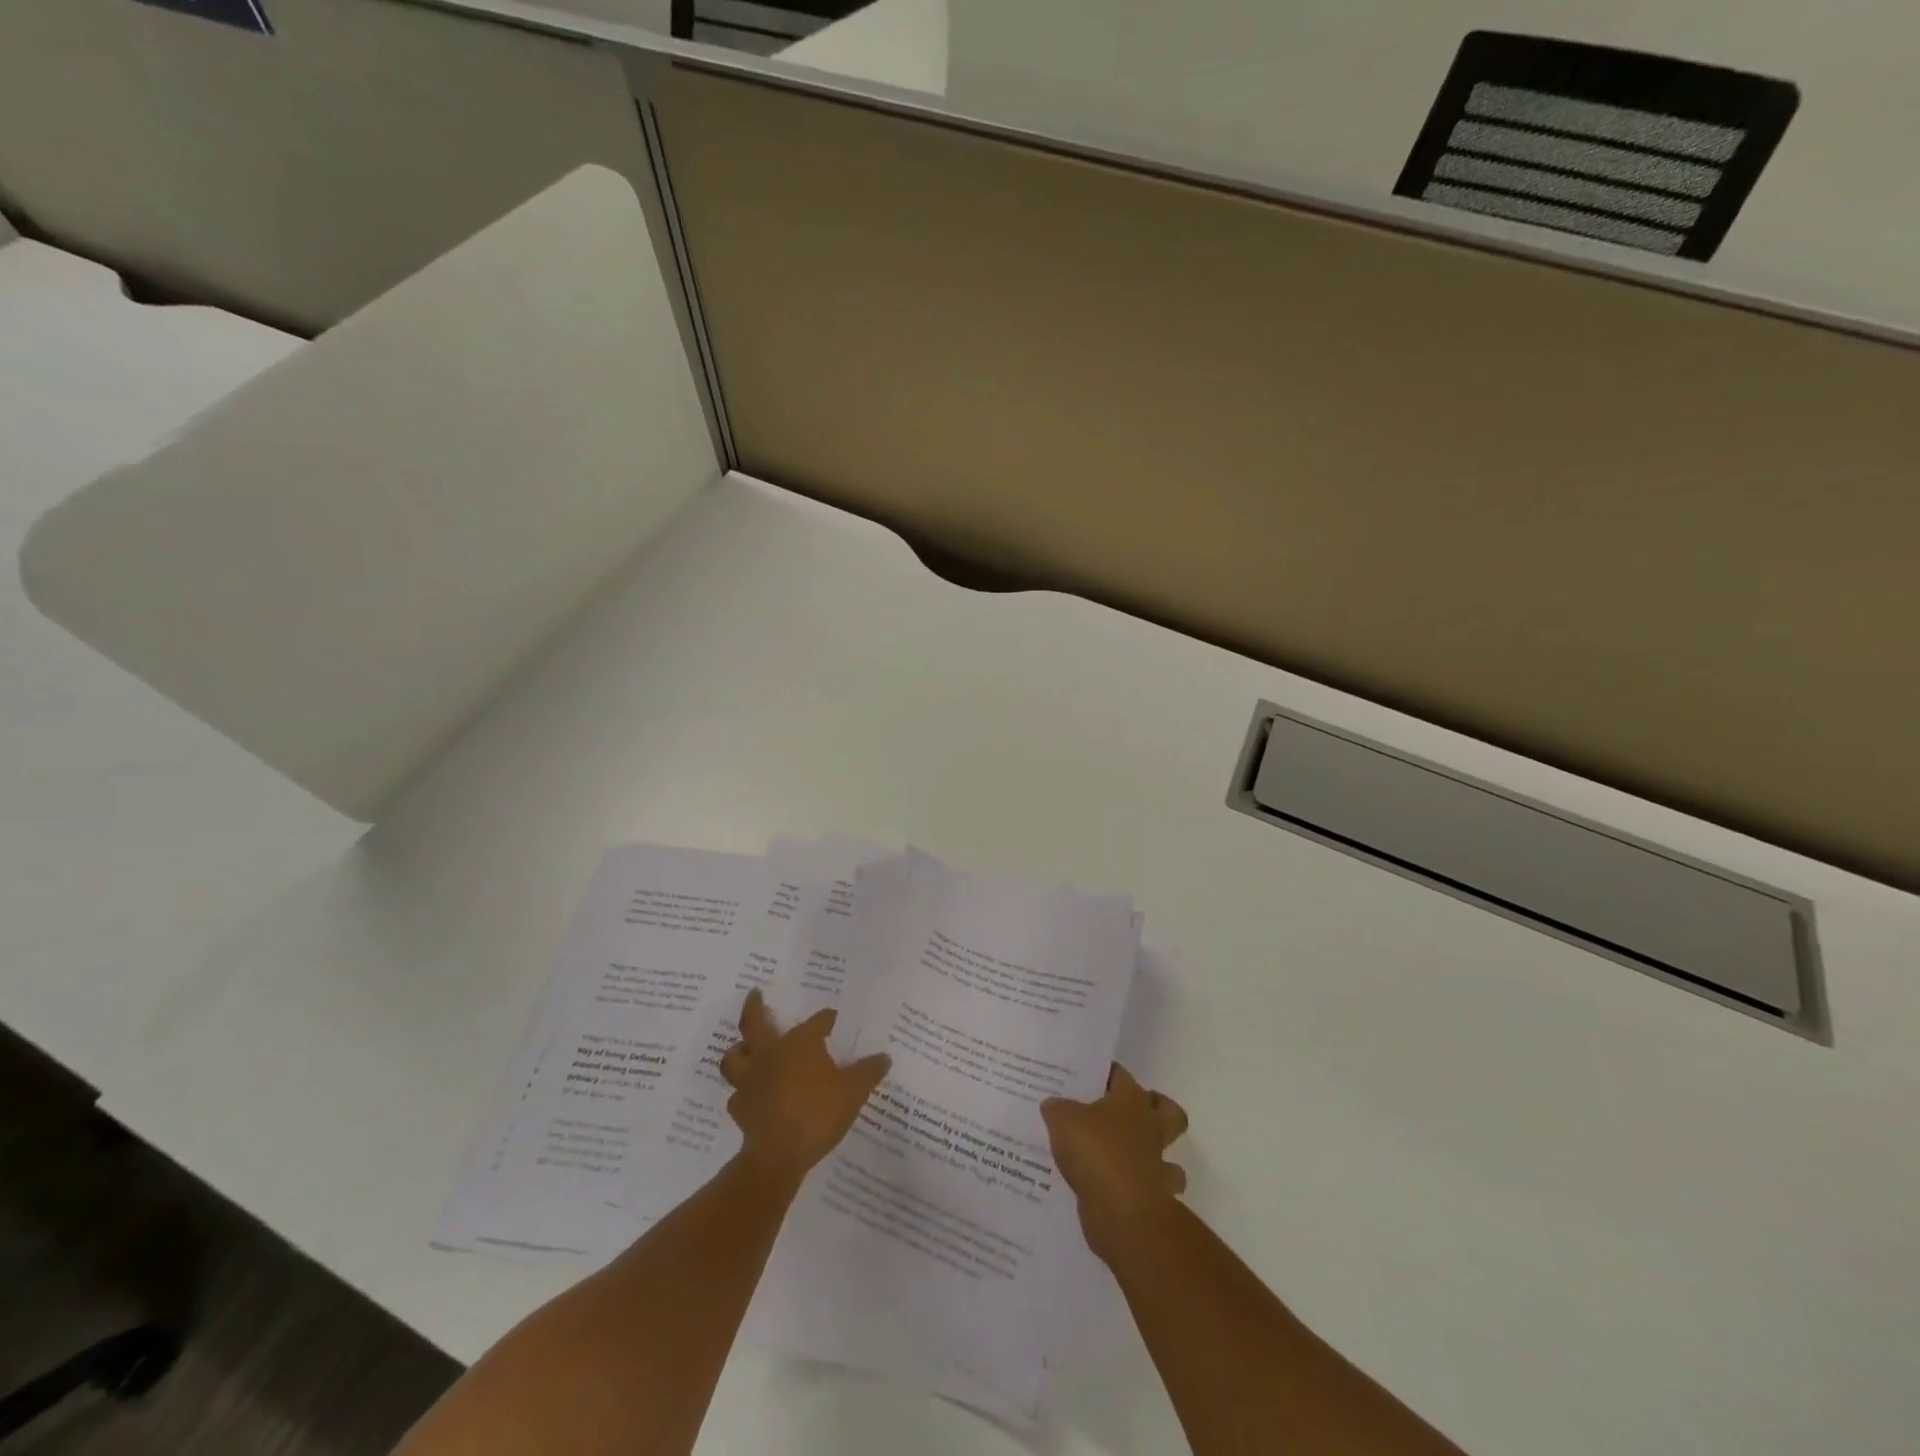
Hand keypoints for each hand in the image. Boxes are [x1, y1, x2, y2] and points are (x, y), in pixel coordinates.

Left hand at [719, 989, 890, 1188]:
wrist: (779, 1155)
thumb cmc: (818, 1113)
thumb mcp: (854, 1091)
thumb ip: (869, 1071)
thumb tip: (884, 1057)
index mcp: (800, 1043)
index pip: (817, 1022)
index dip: (827, 1019)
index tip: (833, 1018)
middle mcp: (770, 1053)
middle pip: (755, 1023)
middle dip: (755, 1006)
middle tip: (755, 993)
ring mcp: (750, 1080)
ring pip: (734, 1056)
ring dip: (739, 1049)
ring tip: (745, 1047)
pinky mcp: (740, 1107)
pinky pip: (737, 1093)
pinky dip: (743, 1091)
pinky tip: (751, 1095)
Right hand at [1041, 1064, 1188, 1261]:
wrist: (1122, 1210)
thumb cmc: (1095, 1150)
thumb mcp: (1062, 1119)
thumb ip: (1057, 1109)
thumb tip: (1053, 1105)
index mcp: (1131, 1100)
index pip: (1122, 1076)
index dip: (1108, 1073)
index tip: (1093, 1076)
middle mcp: (1150, 1128)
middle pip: (1170, 1112)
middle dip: (1157, 1109)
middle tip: (1129, 1113)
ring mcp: (1156, 1166)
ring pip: (1170, 1157)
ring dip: (1154, 1158)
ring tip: (1126, 1158)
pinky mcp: (1154, 1199)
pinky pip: (1151, 1190)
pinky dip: (1138, 1191)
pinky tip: (1117, 1192)